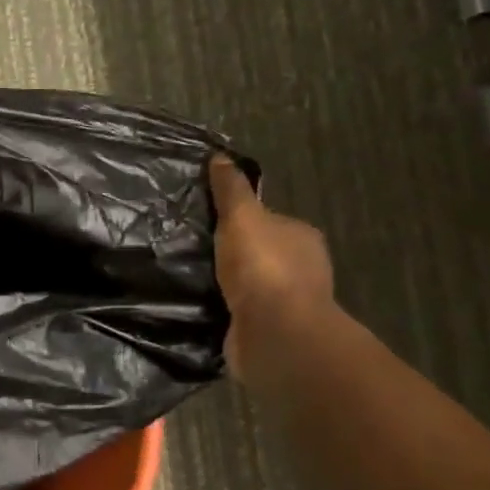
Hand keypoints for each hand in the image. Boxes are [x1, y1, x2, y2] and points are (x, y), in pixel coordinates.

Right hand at [208, 155, 335, 379]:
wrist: (274, 332)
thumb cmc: (263, 267)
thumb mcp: (241, 217)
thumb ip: (230, 190)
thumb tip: (219, 157)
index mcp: (301, 237)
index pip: (269, 221)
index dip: (241, 220)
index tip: (208, 222)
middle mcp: (300, 269)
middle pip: (259, 253)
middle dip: (232, 254)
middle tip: (192, 250)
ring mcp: (286, 304)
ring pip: (249, 286)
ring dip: (226, 285)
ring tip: (188, 279)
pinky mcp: (268, 332)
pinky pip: (240, 314)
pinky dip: (224, 310)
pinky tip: (199, 307)